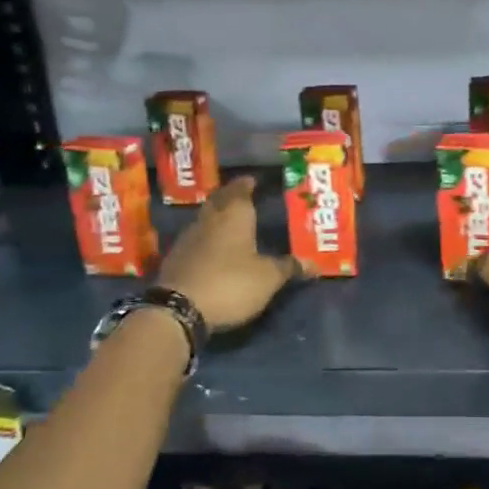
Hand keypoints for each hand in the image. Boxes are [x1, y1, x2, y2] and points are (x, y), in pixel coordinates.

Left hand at [157, 176, 295, 330]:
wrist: (178, 308)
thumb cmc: (230, 283)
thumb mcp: (268, 278)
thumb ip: (289, 267)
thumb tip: (313, 263)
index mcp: (234, 215)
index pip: (240, 189)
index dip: (247, 184)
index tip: (254, 180)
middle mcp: (210, 219)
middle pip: (219, 200)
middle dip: (230, 196)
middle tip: (244, 197)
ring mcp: (188, 237)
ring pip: (206, 218)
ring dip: (217, 217)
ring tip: (231, 221)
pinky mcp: (176, 257)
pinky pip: (196, 239)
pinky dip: (207, 238)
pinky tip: (213, 248)